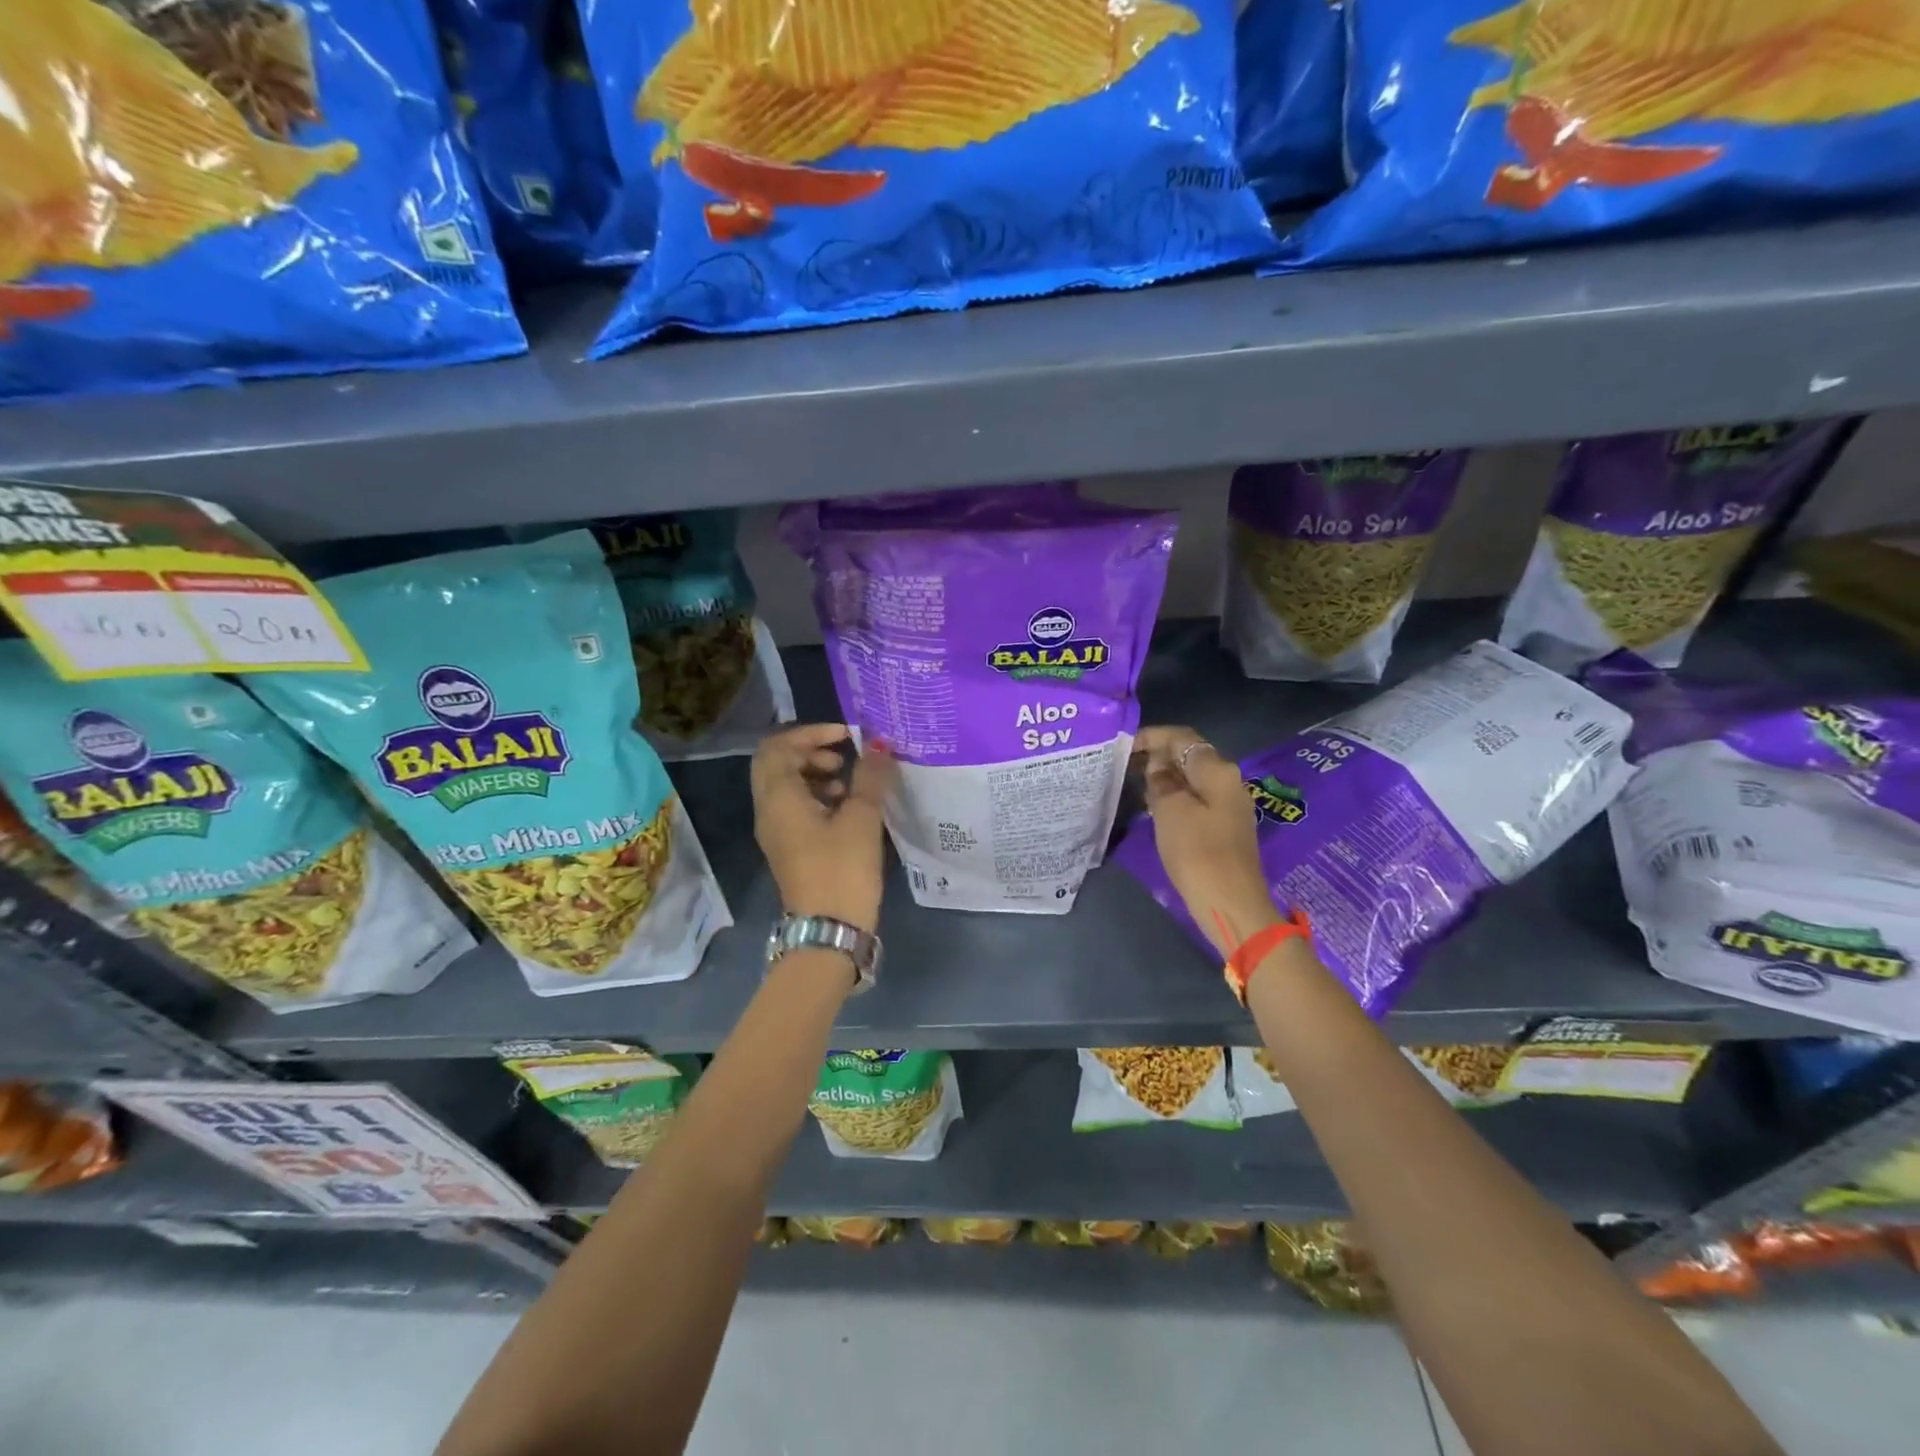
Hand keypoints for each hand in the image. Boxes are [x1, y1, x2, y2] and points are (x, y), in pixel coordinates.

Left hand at [751, 723, 895, 932]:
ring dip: (814, 773)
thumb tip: (879, 744)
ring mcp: (775, 831)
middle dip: (810, 750)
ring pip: (785, 785)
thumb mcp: (861, 818)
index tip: (846, 736)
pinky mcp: (788, 847)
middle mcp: (768, 810)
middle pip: (777, 763)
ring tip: (848, 781)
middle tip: (843, 754)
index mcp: (778, 797)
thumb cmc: (842, 869)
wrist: (829, 931)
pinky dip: (816, 796)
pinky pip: (794, 807)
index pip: (778, 746)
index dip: (811, 732)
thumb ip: (869, 776)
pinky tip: (846, 806)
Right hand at [1137, 725, 1277, 955]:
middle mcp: (1228, 781)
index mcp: (1217, 771)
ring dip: (1165, 777)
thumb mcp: (1170, 811)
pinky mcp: (1225, 827)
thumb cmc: (1197, 853)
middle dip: (1158, 756)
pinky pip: (1196, 799)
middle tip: (1125, 764)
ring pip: (1192, 779)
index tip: (1125, 744)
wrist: (1230, 904)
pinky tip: (1154, 807)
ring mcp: (1229, 805)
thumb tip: (1158, 765)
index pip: (1183, 738)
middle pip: (1190, 756)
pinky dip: (1175, 797)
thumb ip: (1161, 781)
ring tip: (1134, 784)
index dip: (1153, 736)